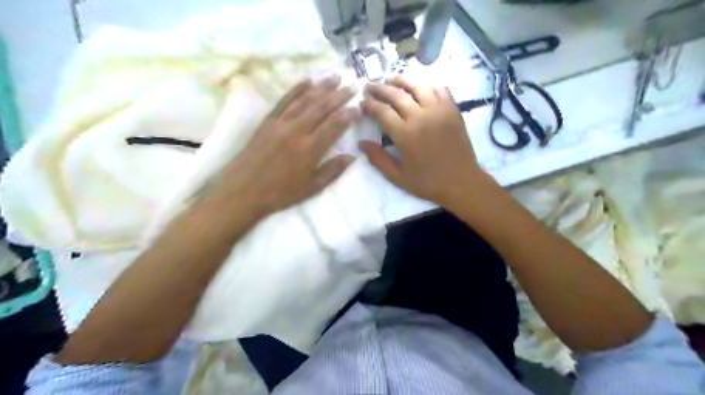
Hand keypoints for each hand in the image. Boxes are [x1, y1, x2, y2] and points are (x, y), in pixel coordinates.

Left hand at [214, 75, 358, 216]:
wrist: (242, 191)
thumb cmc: (280, 193)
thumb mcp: (311, 188)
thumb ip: (333, 171)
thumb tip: (352, 156)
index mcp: (310, 149)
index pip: (335, 125)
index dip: (349, 114)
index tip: (359, 107)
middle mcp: (297, 130)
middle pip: (322, 107)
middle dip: (339, 95)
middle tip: (353, 86)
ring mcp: (281, 123)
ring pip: (305, 99)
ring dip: (322, 87)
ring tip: (335, 77)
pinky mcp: (268, 121)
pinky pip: (285, 101)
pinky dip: (297, 89)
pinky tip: (307, 81)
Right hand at [358, 75, 484, 207]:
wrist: (461, 182)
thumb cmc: (428, 182)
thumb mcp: (398, 177)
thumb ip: (378, 159)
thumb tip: (361, 143)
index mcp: (405, 135)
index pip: (382, 111)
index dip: (369, 105)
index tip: (362, 102)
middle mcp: (421, 117)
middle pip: (396, 94)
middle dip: (380, 89)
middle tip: (370, 86)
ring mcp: (439, 110)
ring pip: (417, 86)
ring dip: (401, 80)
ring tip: (390, 80)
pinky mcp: (452, 110)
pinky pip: (439, 89)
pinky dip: (426, 84)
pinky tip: (418, 86)